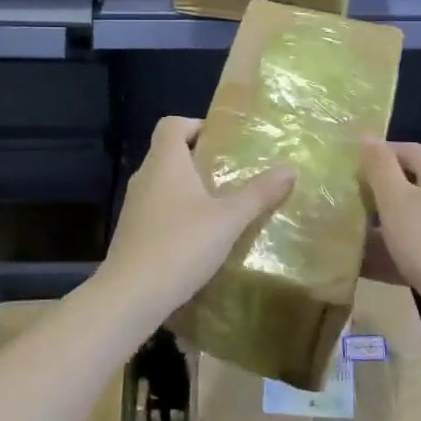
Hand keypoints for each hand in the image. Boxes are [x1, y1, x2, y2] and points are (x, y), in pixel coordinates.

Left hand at [100, 116, 293, 322]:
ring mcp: (134, 205)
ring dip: (188, 188)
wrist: (130, 296)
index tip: (222, 142)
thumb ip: (258, 193)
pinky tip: (199, 237)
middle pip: (169, 152)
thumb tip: (290, 169)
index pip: (172, 124)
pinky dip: (177, 212)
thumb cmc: (180, 245)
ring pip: (163, 182)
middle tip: (230, 173)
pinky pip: (157, 209)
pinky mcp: (132, 232)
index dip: (195, 125)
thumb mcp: (228, 220)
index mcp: (165, 161)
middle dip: (198, 158)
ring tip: (220, 205)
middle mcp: (145, 176)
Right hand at [360, 140, 420, 351]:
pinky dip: (389, 252)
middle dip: (375, 191)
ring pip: (407, 219)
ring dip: (379, 225)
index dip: (378, 153)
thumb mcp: (395, 199)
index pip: (407, 149)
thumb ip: (379, 167)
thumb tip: (367, 136)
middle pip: (407, 184)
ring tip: (344, 232)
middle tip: (343, 199)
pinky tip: (362, 265)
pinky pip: (412, 248)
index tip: (347, 166)